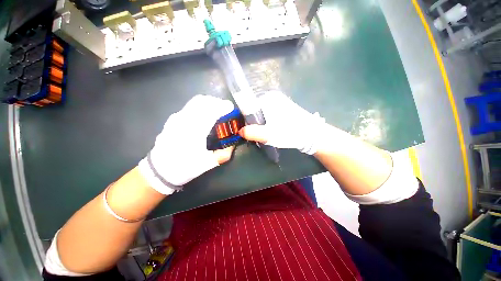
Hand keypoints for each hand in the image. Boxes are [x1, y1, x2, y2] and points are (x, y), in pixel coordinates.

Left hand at [138, 95, 234, 194]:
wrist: (160, 170)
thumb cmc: (186, 167)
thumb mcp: (209, 163)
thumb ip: (225, 152)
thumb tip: (233, 142)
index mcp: (194, 131)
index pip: (211, 110)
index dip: (223, 106)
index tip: (231, 108)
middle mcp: (184, 120)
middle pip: (203, 101)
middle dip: (217, 102)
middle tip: (225, 109)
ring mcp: (176, 118)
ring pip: (195, 101)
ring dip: (209, 103)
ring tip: (217, 110)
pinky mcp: (173, 119)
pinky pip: (190, 106)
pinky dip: (201, 106)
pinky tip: (205, 114)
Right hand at [239, 91, 325, 154]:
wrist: (313, 134)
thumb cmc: (290, 132)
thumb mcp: (269, 135)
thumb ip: (252, 133)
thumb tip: (240, 131)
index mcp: (267, 98)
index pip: (248, 107)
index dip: (248, 120)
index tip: (252, 131)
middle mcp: (273, 96)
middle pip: (256, 110)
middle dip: (256, 123)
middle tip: (262, 135)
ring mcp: (279, 101)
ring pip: (263, 113)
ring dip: (263, 124)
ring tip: (269, 134)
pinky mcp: (284, 107)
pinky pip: (270, 114)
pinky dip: (269, 122)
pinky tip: (274, 130)